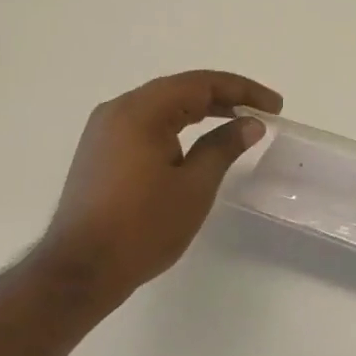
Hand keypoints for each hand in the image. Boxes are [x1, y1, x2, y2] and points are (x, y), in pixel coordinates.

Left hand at [31, 70, 281, 302]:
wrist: (80, 270)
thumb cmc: (143, 227)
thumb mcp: (195, 186)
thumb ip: (224, 147)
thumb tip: (250, 124)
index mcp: (141, 111)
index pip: (200, 84)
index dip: (242, 90)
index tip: (274, 106)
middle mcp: (118, 110)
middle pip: (179, 90)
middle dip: (223, 97)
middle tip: (261, 113)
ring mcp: (104, 131)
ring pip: (162, 106)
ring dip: (200, 110)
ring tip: (236, 123)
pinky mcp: (100, 151)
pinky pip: (146, 123)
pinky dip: (177, 125)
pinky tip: (197, 141)